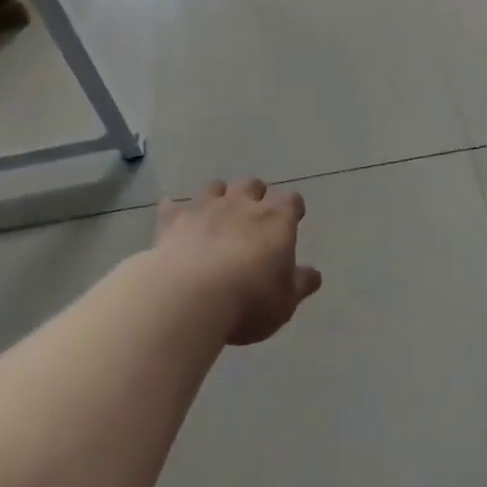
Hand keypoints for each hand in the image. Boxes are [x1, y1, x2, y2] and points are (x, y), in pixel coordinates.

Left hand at [154, 180, 322, 345]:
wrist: (191, 295)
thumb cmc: (249, 300)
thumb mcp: (285, 302)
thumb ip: (300, 284)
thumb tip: (314, 274)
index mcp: (276, 220)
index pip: (291, 201)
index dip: (292, 208)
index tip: (292, 218)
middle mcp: (242, 204)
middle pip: (252, 185)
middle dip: (254, 195)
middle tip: (253, 215)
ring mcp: (205, 208)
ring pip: (214, 188)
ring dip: (218, 197)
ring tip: (216, 214)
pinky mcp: (173, 220)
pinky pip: (172, 207)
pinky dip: (175, 212)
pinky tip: (174, 220)